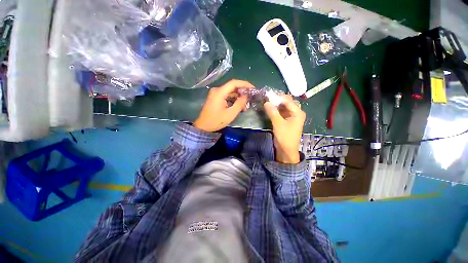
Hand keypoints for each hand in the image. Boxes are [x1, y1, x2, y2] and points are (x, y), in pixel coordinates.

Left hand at [193, 79, 253, 131]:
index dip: (245, 84)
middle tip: (250, 99)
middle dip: (242, 92)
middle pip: (232, 87)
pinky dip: (233, 100)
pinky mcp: (215, 98)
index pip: (234, 83)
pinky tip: (238, 106)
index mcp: (220, 92)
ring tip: (245, 106)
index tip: (253, 89)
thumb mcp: (230, 113)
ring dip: (238, 97)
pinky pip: (226, 96)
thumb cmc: (216, 121)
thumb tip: (246, 96)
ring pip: (230, 92)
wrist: (203, 127)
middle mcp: (217, 90)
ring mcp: (215, 94)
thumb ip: (240, 103)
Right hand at [264, 95, 305, 163]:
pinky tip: (269, 108)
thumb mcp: (278, 124)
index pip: (287, 100)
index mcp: (297, 112)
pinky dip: (276, 110)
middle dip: (277, 100)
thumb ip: (272, 112)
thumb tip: (266, 102)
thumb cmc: (285, 137)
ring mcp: (291, 117)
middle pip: (286, 102)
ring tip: (267, 102)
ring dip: (276, 105)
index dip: (278, 97)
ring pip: (283, 107)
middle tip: (267, 98)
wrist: (286, 150)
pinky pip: (281, 112)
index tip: (268, 95)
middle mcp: (296, 113)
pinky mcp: (286, 121)